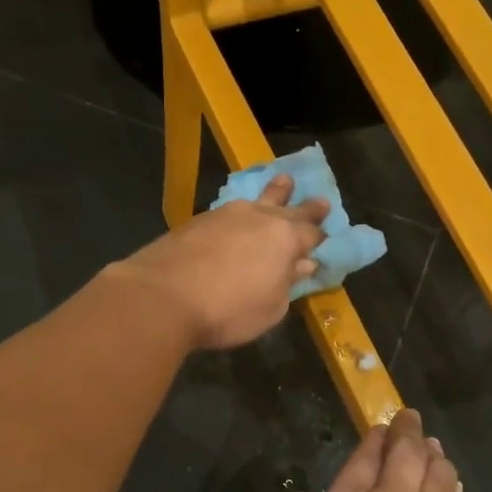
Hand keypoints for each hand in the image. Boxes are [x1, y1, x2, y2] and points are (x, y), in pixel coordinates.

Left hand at [113, 174, 328, 349]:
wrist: (162, 296)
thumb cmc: (227, 310)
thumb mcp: (270, 307)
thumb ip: (288, 283)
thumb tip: (303, 264)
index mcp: (285, 239)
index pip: (311, 235)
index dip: (321, 238)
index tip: (328, 237)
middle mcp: (259, 218)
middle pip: (289, 209)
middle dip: (306, 207)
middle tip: (322, 200)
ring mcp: (226, 215)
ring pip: (257, 200)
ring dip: (274, 193)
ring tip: (283, 182)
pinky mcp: (198, 221)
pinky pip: (230, 210)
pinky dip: (242, 210)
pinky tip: (240, 213)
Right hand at [266, 407, 464, 491]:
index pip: (363, 460)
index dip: (374, 440)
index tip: (381, 427)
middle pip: (405, 456)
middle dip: (408, 432)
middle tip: (410, 418)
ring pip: (436, 475)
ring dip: (434, 455)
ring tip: (433, 445)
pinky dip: (453, 488)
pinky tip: (453, 482)